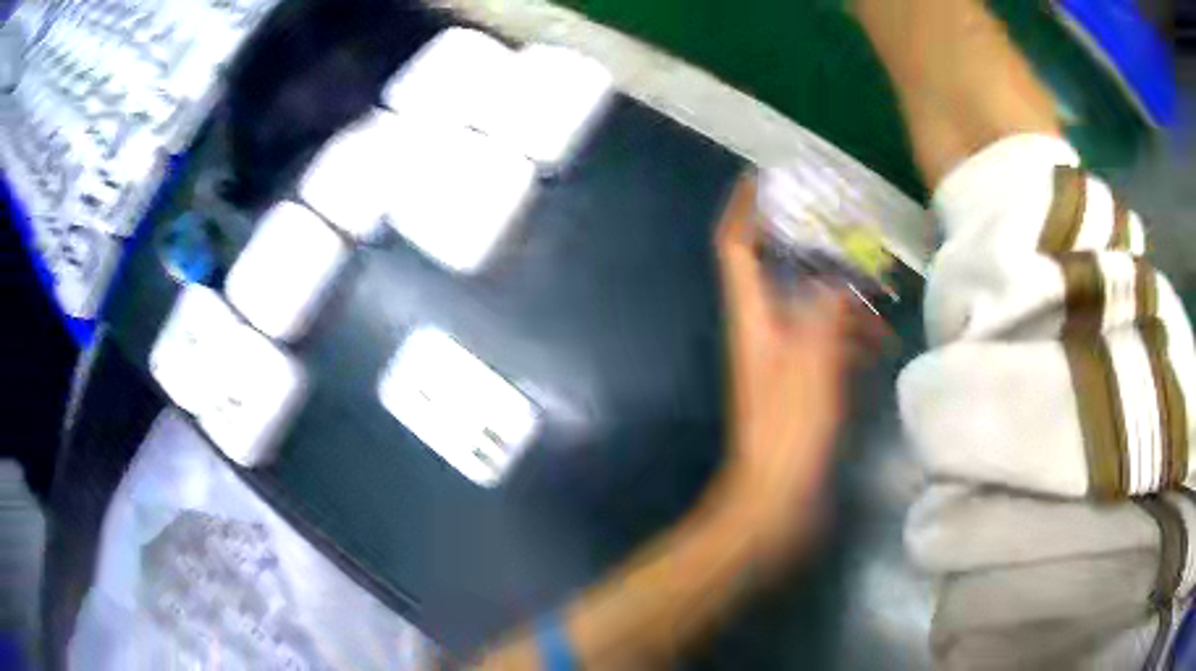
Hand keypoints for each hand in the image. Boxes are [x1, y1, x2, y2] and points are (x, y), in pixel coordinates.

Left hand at [712, 175, 863, 562]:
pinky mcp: (803, 387)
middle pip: (780, 270)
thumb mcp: (812, 365)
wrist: (776, 502)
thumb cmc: (790, 436)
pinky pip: (827, 344)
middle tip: (850, 230)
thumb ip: (824, 311)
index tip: (763, 177)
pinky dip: (850, 335)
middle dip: (811, 247)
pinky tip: (879, 340)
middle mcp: (763, 331)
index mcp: (752, 319)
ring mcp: (784, 360)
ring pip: (811, 307)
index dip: (744, 209)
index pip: (737, 247)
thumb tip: (836, 274)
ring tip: (883, 295)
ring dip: (843, 297)